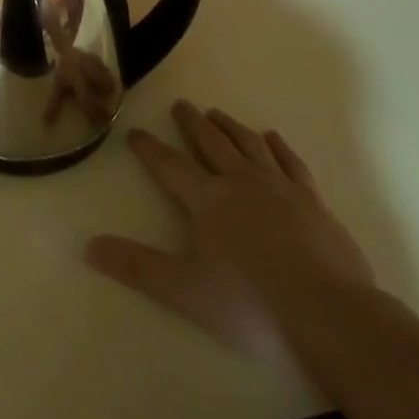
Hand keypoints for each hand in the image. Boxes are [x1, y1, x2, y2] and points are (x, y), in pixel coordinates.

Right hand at [86, 100, 373, 358]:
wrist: (330, 314)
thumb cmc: (251, 305)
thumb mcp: (184, 291)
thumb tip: (89, 246)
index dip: (149, 148)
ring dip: (230, 126)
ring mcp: (280, 187)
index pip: (170, 166)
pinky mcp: (313, 200)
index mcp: (207, 200)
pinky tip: (271, 136)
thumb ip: (136, 267)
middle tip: (180, 104)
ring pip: (249, 144)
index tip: (135, 131)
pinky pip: (290, 162)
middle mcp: (240, 182)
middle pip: (211, 143)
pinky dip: (278, 145)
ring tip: (217, 113)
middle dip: (192, 123)